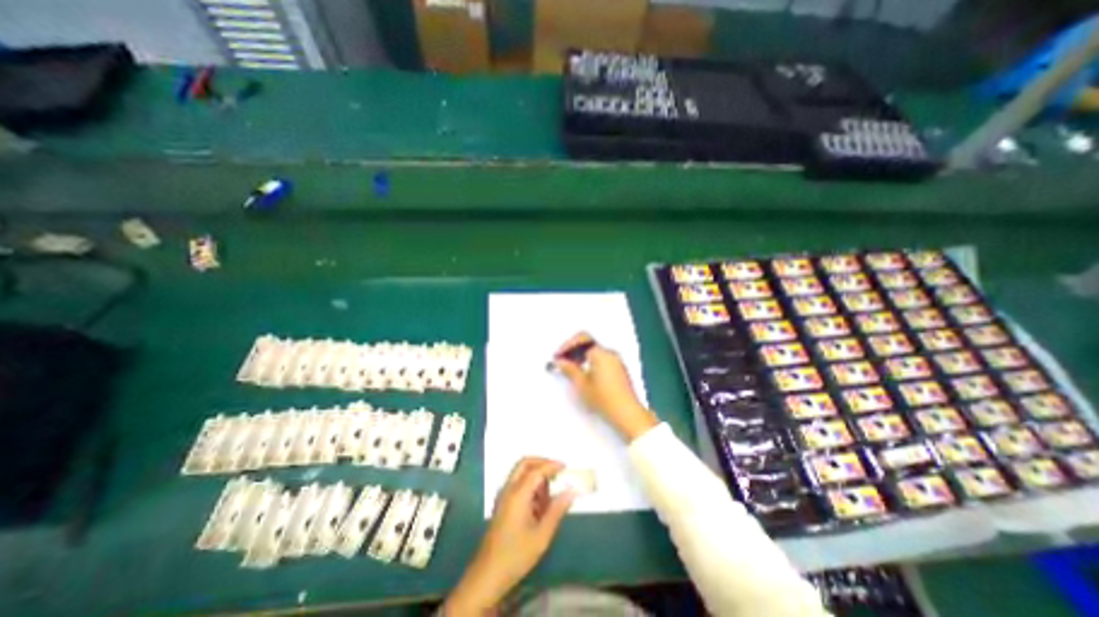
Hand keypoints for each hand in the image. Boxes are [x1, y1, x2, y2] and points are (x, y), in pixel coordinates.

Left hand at [442, 455, 575, 615]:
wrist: (487, 576)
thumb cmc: (516, 556)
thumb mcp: (542, 535)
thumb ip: (557, 510)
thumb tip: (571, 491)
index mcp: (518, 494)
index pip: (537, 470)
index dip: (552, 466)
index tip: (566, 467)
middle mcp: (508, 489)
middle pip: (525, 464)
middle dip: (542, 463)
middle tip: (557, 472)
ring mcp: (503, 496)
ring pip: (520, 473)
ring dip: (536, 476)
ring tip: (550, 498)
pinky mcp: (502, 504)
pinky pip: (517, 484)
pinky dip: (530, 486)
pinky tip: (539, 506)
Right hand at [553, 336, 654, 440]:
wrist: (627, 414)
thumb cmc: (603, 399)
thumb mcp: (582, 384)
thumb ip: (569, 369)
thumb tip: (560, 361)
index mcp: (600, 353)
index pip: (582, 338)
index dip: (567, 345)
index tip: (558, 356)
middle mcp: (610, 353)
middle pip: (588, 344)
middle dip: (573, 351)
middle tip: (562, 362)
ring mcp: (616, 361)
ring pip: (595, 352)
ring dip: (581, 357)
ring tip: (571, 370)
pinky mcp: (619, 370)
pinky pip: (602, 359)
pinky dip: (591, 362)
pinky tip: (584, 375)